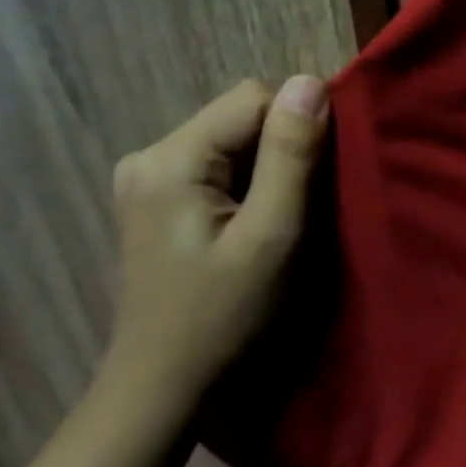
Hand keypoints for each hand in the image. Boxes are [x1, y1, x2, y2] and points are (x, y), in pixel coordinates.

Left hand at [103, 76, 329, 396]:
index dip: (297, 128)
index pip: (253, 98)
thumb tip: (310, 81)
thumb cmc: (223, 316)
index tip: (319, 179)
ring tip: (276, 222)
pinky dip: (247, 186)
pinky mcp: (154, 200)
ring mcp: (146, 178)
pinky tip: (249, 226)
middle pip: (239, 118)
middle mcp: (148, 155)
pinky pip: (217, 167)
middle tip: (298, 209)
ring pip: (232, 142)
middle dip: (281, 152)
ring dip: (266, 171)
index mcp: (170, 158)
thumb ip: (291, 156)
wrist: (164, 385)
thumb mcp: (271, 235)